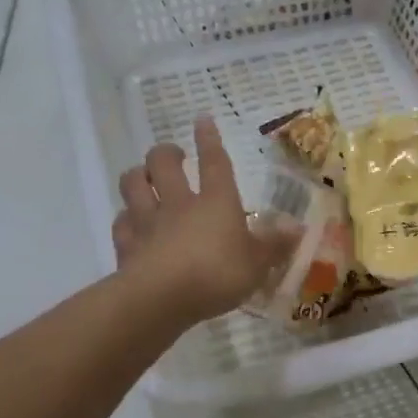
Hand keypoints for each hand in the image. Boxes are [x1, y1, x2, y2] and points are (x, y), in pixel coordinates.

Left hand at [113, 116, 300, 325]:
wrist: (161, 298)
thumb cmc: (217, 274)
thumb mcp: (257, 264)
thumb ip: (274, 245)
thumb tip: (297, 228)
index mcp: (216, 202)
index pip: (214, 162)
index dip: (209, 139)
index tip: (203, 119)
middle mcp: (179, 203)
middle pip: (163, 163)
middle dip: (166, 153)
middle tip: (173, 155)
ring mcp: (148, 222)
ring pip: (133, 184)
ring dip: (137, 176)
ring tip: (144, 179)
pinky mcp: (127, 246)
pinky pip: (120, 223)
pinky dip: (125, 220)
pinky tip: (130, 224)